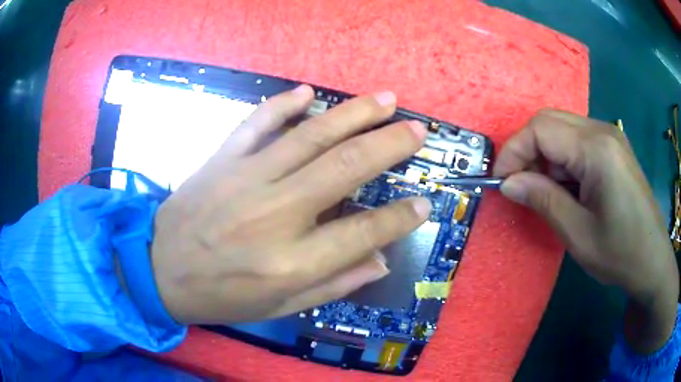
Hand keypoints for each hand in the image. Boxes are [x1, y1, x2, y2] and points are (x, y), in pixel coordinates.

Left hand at [151, 86, 430, 323]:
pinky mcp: (222, 160)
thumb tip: (380, 261)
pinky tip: (308, 92)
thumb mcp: (279, 307)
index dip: (401, 217)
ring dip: (353, 114)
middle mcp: (275, 214)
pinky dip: (283, 104)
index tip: (425, 203)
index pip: (364, 232)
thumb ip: (333, 284)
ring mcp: (245, 179)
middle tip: (417, 130)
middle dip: (389, 145)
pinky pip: (256, 123)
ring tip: (385, 99)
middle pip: (345, 167)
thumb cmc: (221, 297)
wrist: (159, 271)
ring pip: (310, 136)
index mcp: (292, 261)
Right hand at [494, 109, 678, 352]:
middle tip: (519, 186)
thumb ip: (543, 200)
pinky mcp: (613, 148)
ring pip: (562, 129)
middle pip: (549, 121)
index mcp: (596, 149)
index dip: (514, 151)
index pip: (541, 129)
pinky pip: (577, 141)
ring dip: (544, 155)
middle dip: (527, 150)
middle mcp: (602, 131)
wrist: (653, 260)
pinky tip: (565, 187)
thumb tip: (508, 183)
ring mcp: (610, 137)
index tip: (501, 182)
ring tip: (542, 190)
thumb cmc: (620, 253)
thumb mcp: (578, 234)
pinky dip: (562, 159)